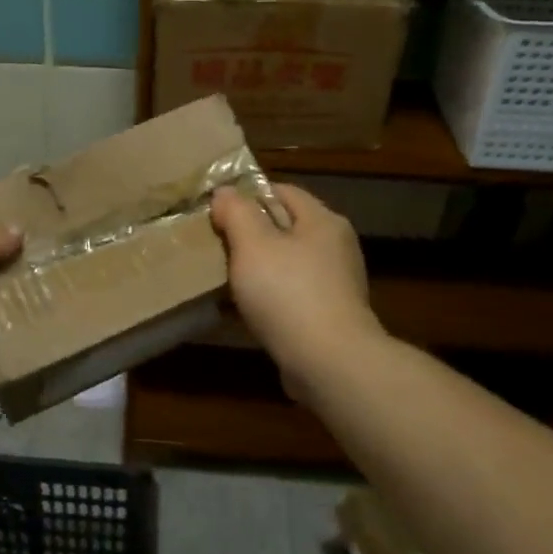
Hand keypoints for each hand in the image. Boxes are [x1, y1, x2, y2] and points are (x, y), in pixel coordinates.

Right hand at [211, 183, 381, 385]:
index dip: (248, 195)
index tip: (217, 211)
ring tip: (226, 279)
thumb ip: (237, 213)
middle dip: (251, 234)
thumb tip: (225, 191)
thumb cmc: (288, 293)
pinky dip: (270, 297)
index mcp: (322, 221)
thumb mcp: (252, 244)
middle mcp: (336, 247)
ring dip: (259, 269)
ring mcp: (336, 283)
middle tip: (216, 244)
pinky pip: (292, 295)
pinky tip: (247, 310)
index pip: (282, 191)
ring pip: (287, 264)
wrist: (329, 362)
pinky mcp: (330, 316)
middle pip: (285, 227)